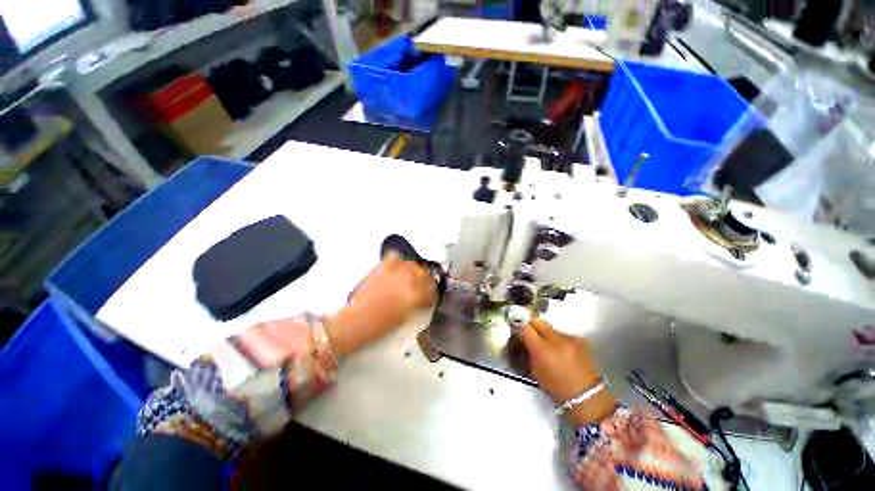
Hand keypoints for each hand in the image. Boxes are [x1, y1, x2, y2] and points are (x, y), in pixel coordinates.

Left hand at [326, 253, 435, 356]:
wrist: (355, 321)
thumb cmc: (379, 326)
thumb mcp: (405, 317)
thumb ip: (416, 303)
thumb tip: (422, 297)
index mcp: (415, 297)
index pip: (431, 290)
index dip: (432, 292)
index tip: (431, 294)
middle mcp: (407, 281)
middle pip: (424, 274)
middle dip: (426, 280)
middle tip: (423, 284)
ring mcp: (395, 273)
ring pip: (412, 264)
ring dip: (415, 269)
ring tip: (412, 274)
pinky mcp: (383, 268)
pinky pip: (395, 257)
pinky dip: (399, 260)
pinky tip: (398, 266)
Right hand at [520, 316, 616, 424]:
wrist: (587, 396)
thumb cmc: (557, 388)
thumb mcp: (536, 371)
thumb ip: (529, 352)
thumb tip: (525, 339)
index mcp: (542, 350)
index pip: (526, 328)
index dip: (520, 324)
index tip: (516, 323)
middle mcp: (556, 339)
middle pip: (538, 321)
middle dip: (531, 322)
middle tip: (526, 325)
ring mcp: (569, 338)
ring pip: (550, 328)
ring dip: (546, 333)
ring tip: (547, 343)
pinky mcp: (579, 339)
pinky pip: (562, 334)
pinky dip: (558, 339)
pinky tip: (560, 349)